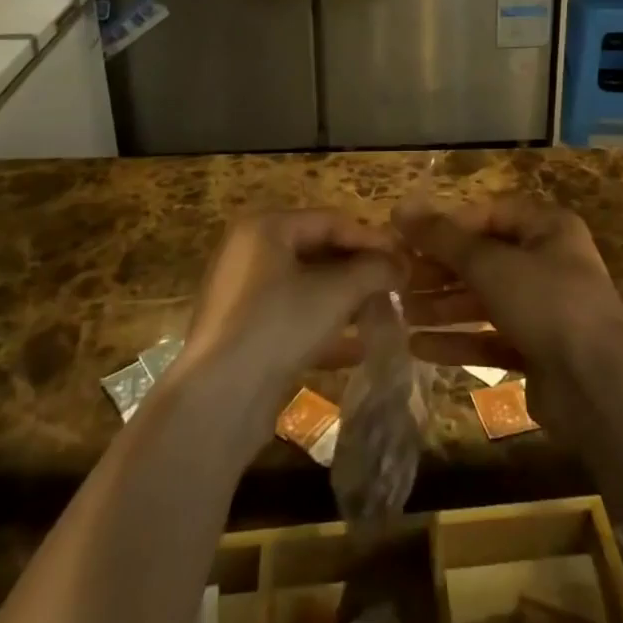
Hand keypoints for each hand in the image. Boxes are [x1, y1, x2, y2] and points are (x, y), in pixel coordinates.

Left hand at [178, 211, 401, 413]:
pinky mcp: (243, 333)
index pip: (330, 221)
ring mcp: (243, 294)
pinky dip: (324, 327)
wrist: (218, 400)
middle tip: (396, 284)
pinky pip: (292, 317)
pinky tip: (358, 348)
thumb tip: (400, 264)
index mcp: (265, 228)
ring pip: (306, 287)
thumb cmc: (279, 325)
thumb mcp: (335, 292)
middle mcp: (250, 252)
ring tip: (383, 313)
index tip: (404, 257)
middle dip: (359, 270)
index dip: (371, 238)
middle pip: (317, 251)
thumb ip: (373, 270)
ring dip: (346, 300)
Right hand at [396, 199, 622, 398]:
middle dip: (441, 270)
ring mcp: (545, 311)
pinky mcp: (538, 353)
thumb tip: (400, 209)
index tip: (409, 239)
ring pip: (485, 301)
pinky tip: (419, 347)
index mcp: (548, 229)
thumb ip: (443, 239)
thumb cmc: (546, 303)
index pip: (490, 215)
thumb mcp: (490, 263)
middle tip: (399, 279)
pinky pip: (491, 339)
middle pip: (485, 260)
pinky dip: (459, 341)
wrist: (598, 386)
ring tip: (401, 312)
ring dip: (444, 306)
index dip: (449, 226)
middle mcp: (549, 264)